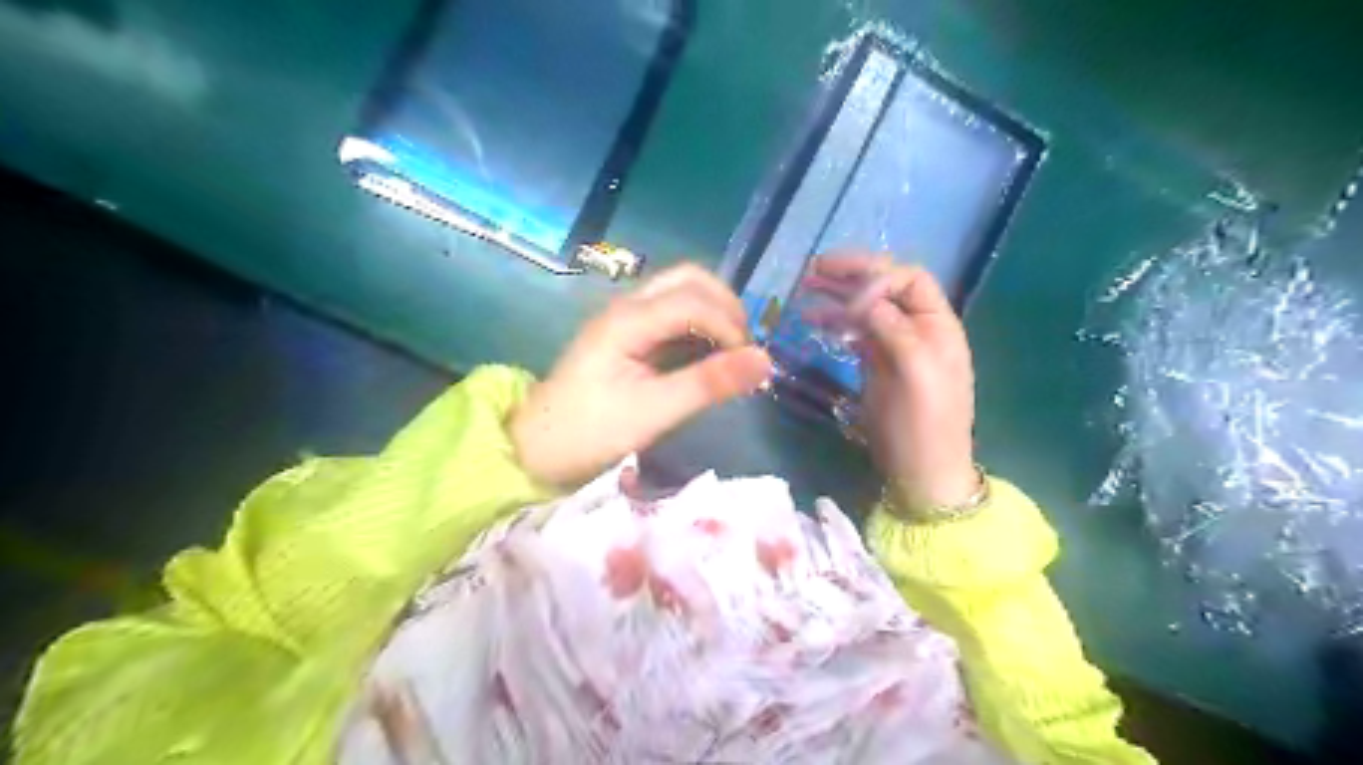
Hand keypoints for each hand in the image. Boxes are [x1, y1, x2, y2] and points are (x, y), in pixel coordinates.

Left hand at [513, 267, 769, 487]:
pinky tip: (708, 357)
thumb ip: (708, 384)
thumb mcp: (654, 412)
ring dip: (714, 314)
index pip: (693, 300)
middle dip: (725, 307)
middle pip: (689, 279)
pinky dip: (699, 327)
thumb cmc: (591, 432)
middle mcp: (627, 307)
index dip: (730, 327)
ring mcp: (626, 319)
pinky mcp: (628, 335)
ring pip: (681, 292)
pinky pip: (672, 314)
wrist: (538, 449)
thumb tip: (765, 361)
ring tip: (732, 353)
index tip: (747, 365)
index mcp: (627, 320)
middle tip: (744, 348)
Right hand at [800, 255, 973, 511]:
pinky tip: (813, 320)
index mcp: (938, 325)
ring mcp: (894, 345)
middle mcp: (917, 327)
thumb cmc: (925, 425)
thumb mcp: (917, 375)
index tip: (850, 301)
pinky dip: (835, 321)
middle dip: (852, 274)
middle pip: (886, 287)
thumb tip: (865, 299)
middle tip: (815, 269)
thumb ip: (895, 330)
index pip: (909, 279)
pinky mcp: (875, 363)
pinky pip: (855, 331)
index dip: (879, 279)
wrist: (921, 471)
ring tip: (806, 287)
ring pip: (866, 307)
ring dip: (837, 295)